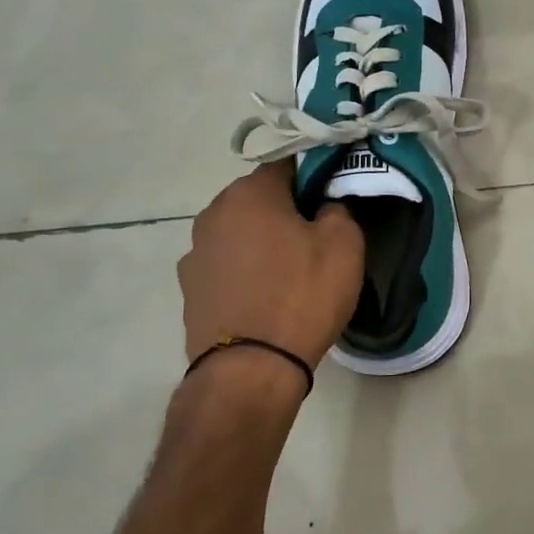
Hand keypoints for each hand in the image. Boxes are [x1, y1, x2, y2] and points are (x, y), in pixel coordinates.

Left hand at [177, 162, 364, 375]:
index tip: (335, 200)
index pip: (289, 164)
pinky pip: (228, 267)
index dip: (316, 177)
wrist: (250, 370)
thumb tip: (325, 206)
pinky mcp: (189, 290)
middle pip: (260, 199)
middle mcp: (212, 214)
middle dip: (287, 210)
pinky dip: (246, 272)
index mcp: (249, 193)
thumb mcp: (344, 244)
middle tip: (318, 237)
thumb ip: (338, 209)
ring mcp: (194, 253)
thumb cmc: (302, 295)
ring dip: (264, 242)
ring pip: (241, 233)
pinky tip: (266, 297)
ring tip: (291, 273)